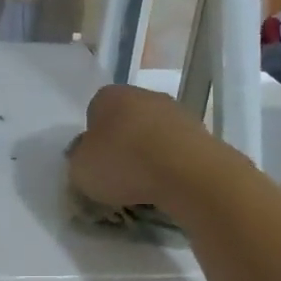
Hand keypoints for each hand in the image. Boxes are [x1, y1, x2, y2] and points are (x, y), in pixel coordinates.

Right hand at [67, 84, 224, 211]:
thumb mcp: (80, 169)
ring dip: (148, 153)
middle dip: (122, 143)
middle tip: (118, 175)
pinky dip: (170, 163)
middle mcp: (144, 95)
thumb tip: (86, 153)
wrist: (186, 173)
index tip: (95, 163)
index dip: (92, 138)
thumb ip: (79, 158)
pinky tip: (167, 184)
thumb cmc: (123, 164)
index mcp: (110, 96)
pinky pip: (176, 148)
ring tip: (145, 185)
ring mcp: (176, 111)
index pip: (94, 111)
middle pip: (126, 120)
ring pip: (153, 133)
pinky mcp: (201, 132)